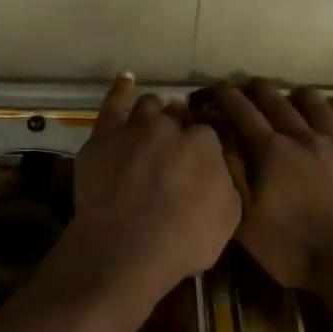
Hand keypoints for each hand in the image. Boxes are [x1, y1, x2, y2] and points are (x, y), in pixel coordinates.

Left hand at [59, 75, 240, 309]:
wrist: (126, 251)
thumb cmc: (184, 241)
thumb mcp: (229, 216)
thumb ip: (227, 181)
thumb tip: (220, 165)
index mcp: (206, 143)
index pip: (208, 132)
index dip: (205, 145)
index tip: (201, 158)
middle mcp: (172, 126)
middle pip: (179, 116)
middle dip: (181, 126)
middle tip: (177, 148)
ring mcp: (136, 127)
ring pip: (150, 106)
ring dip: (155, 112)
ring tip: (154, 126)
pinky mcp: (104, 136)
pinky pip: (113, 103)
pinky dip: (121, 89)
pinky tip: (127, 80)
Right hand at [204, 81, 332, 291]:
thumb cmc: (295, 247)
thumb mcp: (248, 221)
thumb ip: (233, 176)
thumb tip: (221, 140)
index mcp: (273, 152)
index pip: (243, 113)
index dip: (226, 96)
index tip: (215, 87)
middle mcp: (305, 137)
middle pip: (278, 102)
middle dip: (259, 90)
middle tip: (248, 85)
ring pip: (318, 105)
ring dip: (300, 95)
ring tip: (293, 94)